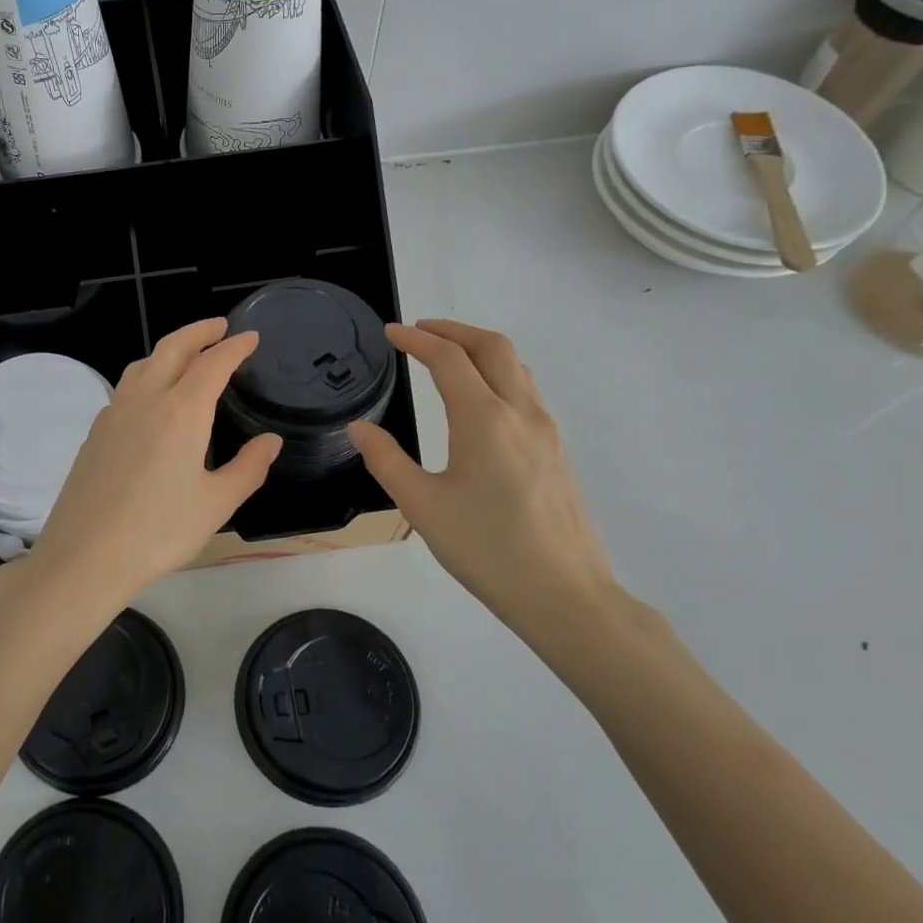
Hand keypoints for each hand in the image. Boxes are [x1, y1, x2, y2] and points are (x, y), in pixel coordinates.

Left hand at [25, 319, 280, 615]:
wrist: (86, 556)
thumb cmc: (159, 531)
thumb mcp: (216, 504)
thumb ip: (248, 468)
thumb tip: (270, 442)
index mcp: (181, 411)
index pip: (213, 363)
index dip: (234, 347)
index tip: (250, 337)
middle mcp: (145, 400)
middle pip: (172, 348)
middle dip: (198, 331)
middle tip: (220, 328)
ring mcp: (114, 413)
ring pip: (143, 364)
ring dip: (169, 350)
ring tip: (187, 356)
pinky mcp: (95, 432)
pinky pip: (126, 388)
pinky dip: (147, 375)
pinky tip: (152, 399)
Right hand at [349, 320, 619, 650]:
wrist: (564, 594)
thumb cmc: (486, 550)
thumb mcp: (422, 507)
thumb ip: (386, 460)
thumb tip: (359, 428)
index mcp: (484, 419)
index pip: (448, 358)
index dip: (417, 339)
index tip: (391, 333)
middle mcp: (520, 412)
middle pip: (492, 346)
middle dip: (453, 329)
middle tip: (420, 331)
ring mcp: (545, 429)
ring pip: (516, 365)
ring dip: (479, 348)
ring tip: (447, 356)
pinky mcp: (556, 449)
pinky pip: (526, 390)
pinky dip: (498, 373)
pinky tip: (480, 399)